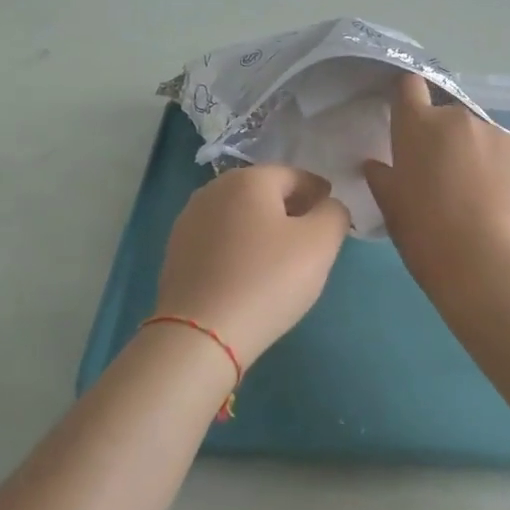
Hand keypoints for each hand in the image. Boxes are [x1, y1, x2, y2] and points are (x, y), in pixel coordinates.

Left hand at [153, 164, 350, 367]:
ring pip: (239, 217)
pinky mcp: (176, 252)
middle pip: (264, 193)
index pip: (296, 176)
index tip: (332, 217)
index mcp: (249, 179)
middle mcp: (213, 190)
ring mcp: (189, 221)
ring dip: (262, 230)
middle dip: (290, 210)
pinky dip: (238, 249)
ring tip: (280, 261)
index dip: (320, 193)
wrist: (201, 333)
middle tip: (310, 240)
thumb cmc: (268, 279)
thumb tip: (327, 207)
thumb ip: (334, 214)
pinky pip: (219, 241)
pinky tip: (249, 275)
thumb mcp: (320, 243)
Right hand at [363, 74, 509, 289]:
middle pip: (449, 119)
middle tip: (444, 179)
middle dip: (446, 140)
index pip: (410, 87)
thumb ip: (381, 177)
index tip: (410, 121)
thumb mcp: (391, 207)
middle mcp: (460, 119)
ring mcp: (500, 135)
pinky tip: (502, 205)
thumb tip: (375, 164)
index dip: (409, 99)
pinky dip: (505, 173)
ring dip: (478, 156)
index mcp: (419, 125)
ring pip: (483, 138)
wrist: (484, 264)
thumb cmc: (424, 233)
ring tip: (479, 198)